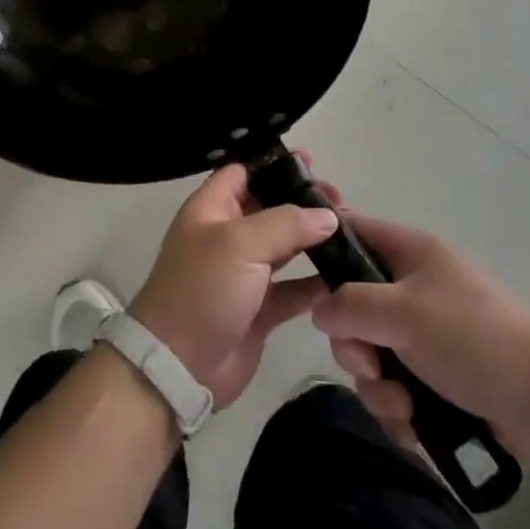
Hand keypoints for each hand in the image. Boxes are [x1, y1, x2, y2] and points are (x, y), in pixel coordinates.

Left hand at [129, 163, 336, 408]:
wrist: (179, 366)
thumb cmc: (203, 289)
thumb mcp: (240, 243)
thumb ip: (287, 223)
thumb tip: (327, 215)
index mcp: (211, 209)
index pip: (242, 172)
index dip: (272, 164)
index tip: (311, 162)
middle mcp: (228, 236)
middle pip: (269, 207)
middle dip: (302, 201)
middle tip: (340, 200)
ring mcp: (244, 273)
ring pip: (285, 247)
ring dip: (313, 240)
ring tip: (350, 232)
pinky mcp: (260, 309)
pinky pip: (293, 288)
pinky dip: (316, 283)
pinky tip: (344, 276)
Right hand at [309, 205, 529, 459]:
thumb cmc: (471, 338)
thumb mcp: (402, 312)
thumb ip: (350, 305)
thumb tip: (319, 309)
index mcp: (409, 253)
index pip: (352, 230)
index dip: (325, 250)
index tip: (306, 287)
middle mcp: (413, 287)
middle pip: (353, 306)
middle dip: (355, 346)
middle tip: (371, 365)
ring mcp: (425, 333)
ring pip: (372, 354)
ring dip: (379, 387)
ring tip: (404, 406)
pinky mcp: (437, 378)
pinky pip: (394, 388)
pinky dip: (399, 410)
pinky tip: (415, 426)